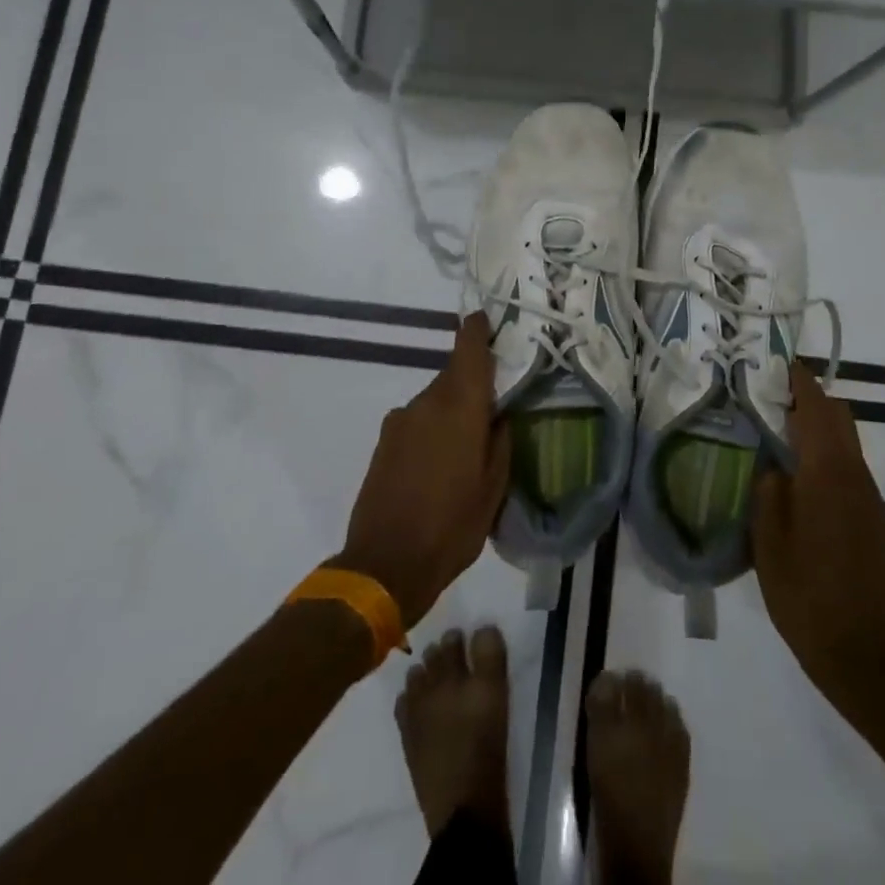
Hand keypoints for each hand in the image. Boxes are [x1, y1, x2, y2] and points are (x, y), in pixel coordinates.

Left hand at [333, 313, 510, 628]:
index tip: (486, 319)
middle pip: (453, 376)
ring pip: (435, 401)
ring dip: (451, 413)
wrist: (383, 565)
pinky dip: (431, 430)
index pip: (468, 350)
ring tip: (464, 451)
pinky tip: (437, 466)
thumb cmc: (452, 527)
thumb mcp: (494, 489)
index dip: (477, 329)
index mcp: (461, 408)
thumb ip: (500, 442)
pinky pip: (416, 421)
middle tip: (492, 413)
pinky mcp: (383, 441)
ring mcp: (400, 421)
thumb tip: (500, 415)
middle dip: (473, 386)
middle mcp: (427, 403)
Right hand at [752, 364, 884, 724]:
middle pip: (840, 418)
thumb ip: (768, 489)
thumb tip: (774, 464)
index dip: (800, 381)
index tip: (778, 363)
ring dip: (818, 429)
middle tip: (770, 398)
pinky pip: (849, 470)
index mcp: (829, 473)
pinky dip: (826, 456)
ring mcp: (870, 500)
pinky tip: (799, 480)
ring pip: (846, 444)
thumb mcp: (768, 540)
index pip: (818, 408)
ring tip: (777, 436)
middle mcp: (857, 477)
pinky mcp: (874, 522)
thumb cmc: (806, 594)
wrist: (865, 656)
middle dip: (810, 400)